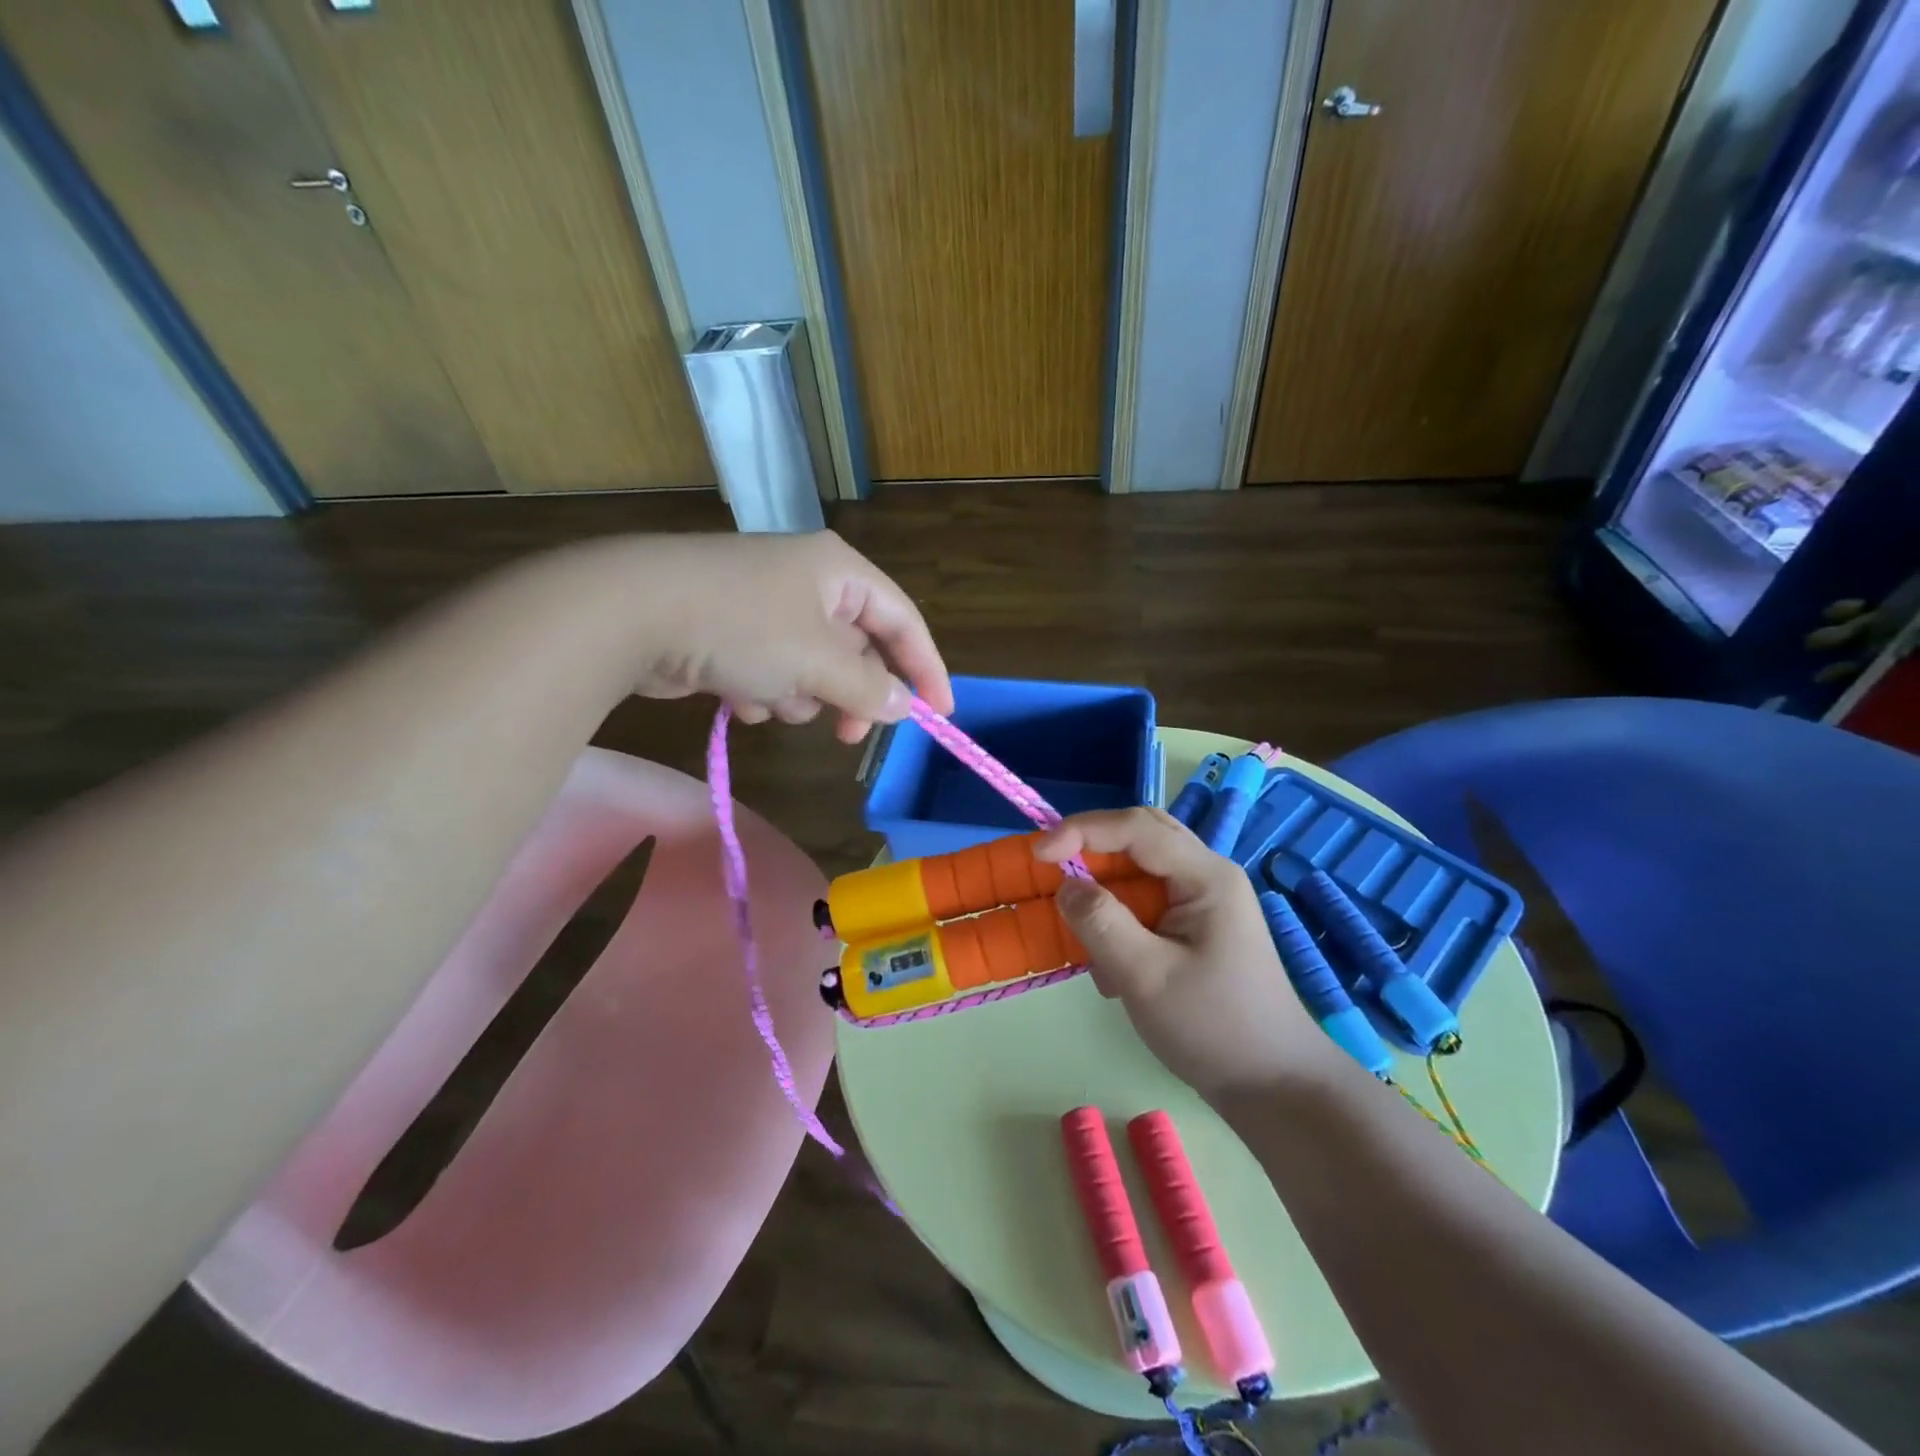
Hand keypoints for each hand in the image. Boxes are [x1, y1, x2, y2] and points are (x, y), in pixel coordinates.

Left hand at [618, 531, 951, 742]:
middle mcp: (807, 582)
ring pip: (812, 668)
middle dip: (848, 693)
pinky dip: (763, 692)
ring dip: (799, 695)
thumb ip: (868, 687)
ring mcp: (765, 606)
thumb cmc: (742, 626)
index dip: (925, 668)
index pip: (903, 620)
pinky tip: (736, 696)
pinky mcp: (730, 632)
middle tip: (847, 735)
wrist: (629, 613)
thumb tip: (902, 706)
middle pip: (856, 649)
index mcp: (839, 571)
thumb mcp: (818, 661)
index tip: (940, 715)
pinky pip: (771, 673)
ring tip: (770, 698)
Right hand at [1034, 807, 1331, 1102]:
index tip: (1038, 855)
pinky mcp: (1194, 925)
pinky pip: (1145, 899)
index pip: (1136, 828)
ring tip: (1082, 930)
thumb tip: (1065, 884)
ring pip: (1140, 867)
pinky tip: (1112, 966)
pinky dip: (1118, 918)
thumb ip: (1101, 923)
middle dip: (1092, 849)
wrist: (1272, 1085)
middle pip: (1140, 836)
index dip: (1082, 831)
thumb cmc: (1213, 1028)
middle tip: (1051, 869)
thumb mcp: (1147, 977)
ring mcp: (1203, 900)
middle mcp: (1207, 875)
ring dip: (1104, 889)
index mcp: (1206, 876)